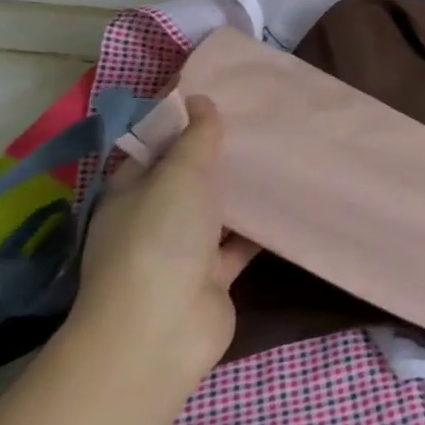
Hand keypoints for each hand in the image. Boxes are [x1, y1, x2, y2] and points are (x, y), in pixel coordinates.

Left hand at [73, 94, 257, 376]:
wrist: (161, 329)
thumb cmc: (161, 238)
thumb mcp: (178, 174)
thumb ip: (196, 137)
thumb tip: (200, 99)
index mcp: (133, 190)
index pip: (158, 146)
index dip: (185, 120)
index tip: (223, 95)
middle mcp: (154, 218)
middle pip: (190, 177)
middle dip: (222, 154)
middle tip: (264, 120)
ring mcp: (184, 250)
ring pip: (218, 210)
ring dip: (244, 190)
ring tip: (284, 154)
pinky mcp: (214, 277)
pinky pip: (241, 243)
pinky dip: (261, 227)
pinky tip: (291, 201)